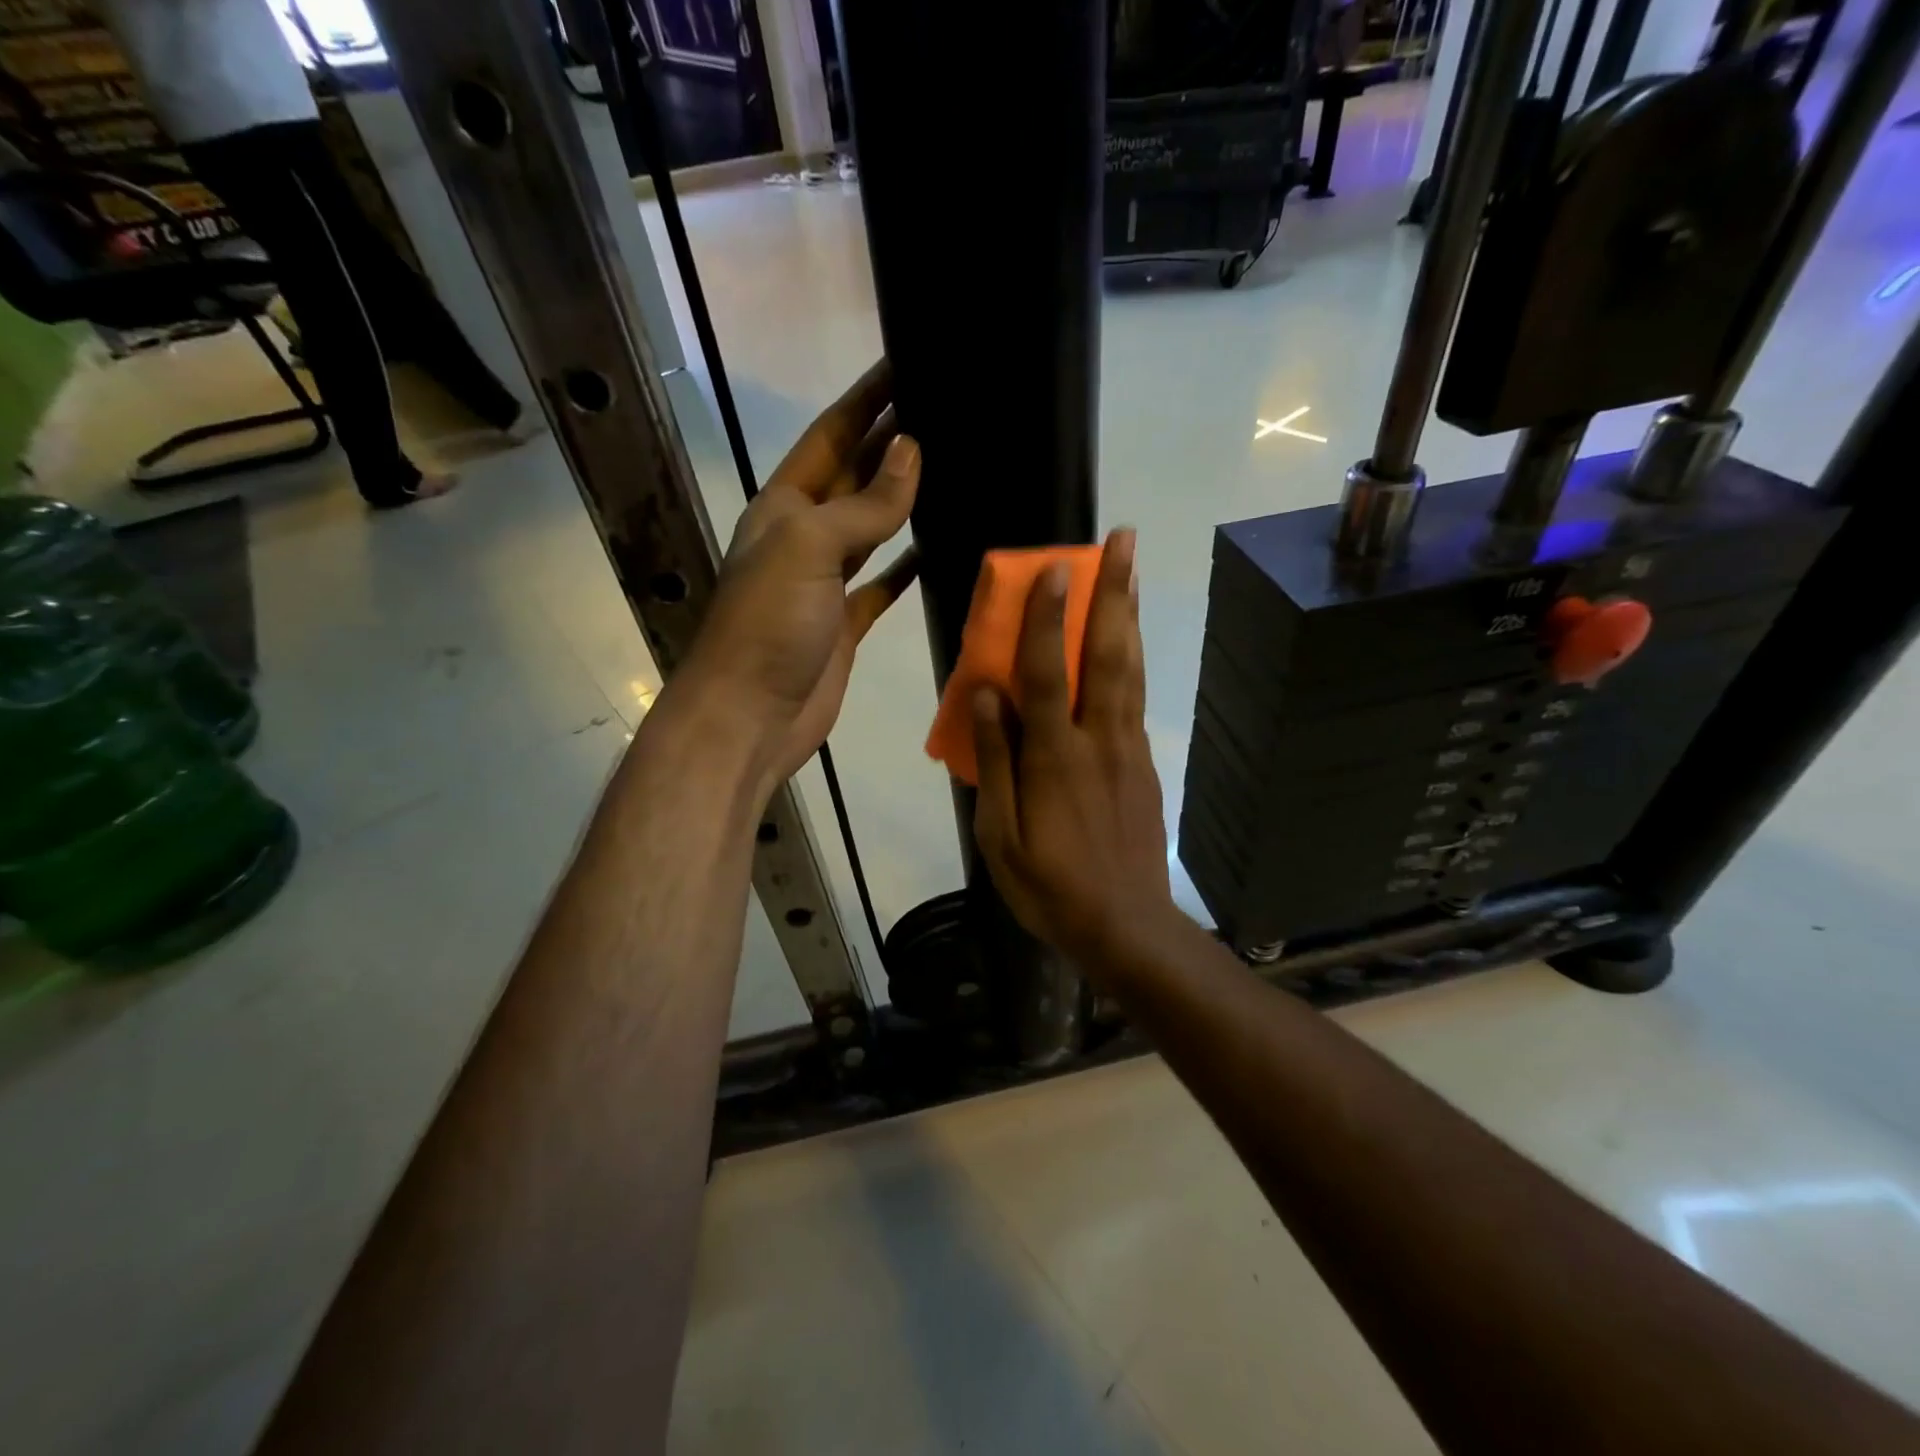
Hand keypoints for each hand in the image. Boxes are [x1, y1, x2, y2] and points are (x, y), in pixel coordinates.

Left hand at [677, 360, 919, 796]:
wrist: (750, 716)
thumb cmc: (769, 624)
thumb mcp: (808, 547)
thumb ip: (863, 503)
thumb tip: (910, 451)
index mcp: (783, 506)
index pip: (829, 435)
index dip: (866, 400)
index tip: (906, 363)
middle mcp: (803, 536)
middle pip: (852, 476)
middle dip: (890, 443)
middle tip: (943, 408)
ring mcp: (825, 583)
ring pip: (870, 529)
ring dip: (902, 500)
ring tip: (951, 468)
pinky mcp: (845, 624)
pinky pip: (880, 584)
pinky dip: (905, 566)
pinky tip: (934, 549)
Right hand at [972, 528, 1180, 966]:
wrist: (1125, 925)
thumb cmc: (1050, 885)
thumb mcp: (1000, 836)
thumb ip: (997, 762)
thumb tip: (986, 696)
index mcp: (1054, 758)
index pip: (1048, 673)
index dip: (1048, 619)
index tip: (1054, 568)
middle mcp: (1097, 740)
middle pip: (1108, 655)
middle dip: (1114, 593)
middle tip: (1123, 540)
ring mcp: (1128, 750)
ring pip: (1130, 670)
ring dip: (1130, 615)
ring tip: (1133, 569)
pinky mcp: (1143, 764)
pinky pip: (1136, 699)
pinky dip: (1133, 658)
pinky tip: (1129, 640)